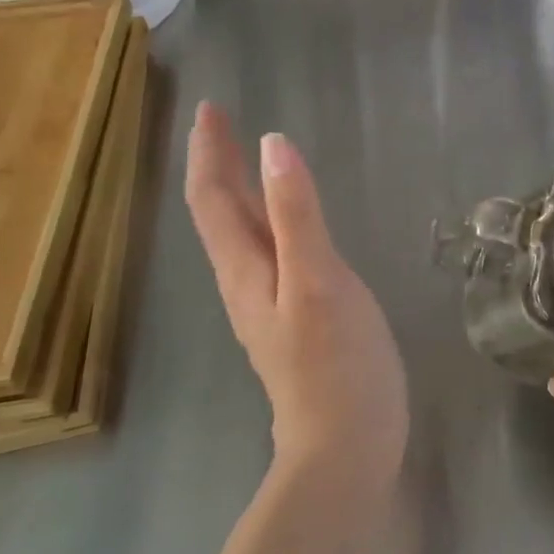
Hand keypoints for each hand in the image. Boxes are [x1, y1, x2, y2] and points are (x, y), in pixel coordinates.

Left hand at [184, 104, 408, 483]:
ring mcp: (269, 302)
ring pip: (240, 233)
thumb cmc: (335, 361)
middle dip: (216, 164)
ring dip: (235, 189)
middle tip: (220, 121)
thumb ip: (297, 213)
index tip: (209, 109)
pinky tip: (284, 220)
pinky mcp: (295, 316)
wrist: (346, 444)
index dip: (207, 152)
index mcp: (245, 269)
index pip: (212, 198)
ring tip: (244, 158)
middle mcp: (246, 281)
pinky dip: (265, 217)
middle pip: (220, 213)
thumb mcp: (317, 279)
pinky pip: (267, 251)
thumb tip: (273, 144)